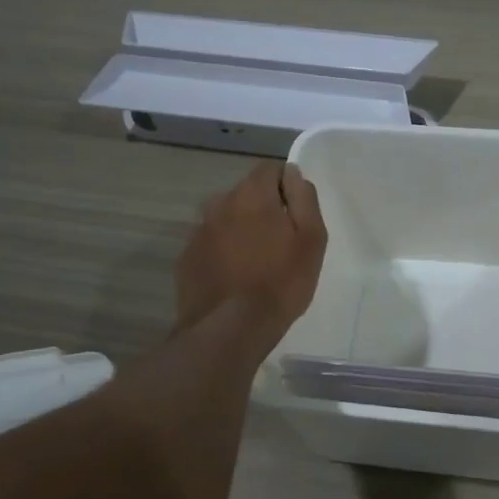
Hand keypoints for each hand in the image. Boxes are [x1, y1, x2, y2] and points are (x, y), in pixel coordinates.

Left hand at [175, 162, 328, 346]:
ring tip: (255, 261)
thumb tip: (293, 174)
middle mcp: (219, 204)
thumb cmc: (281, 281)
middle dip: (262, 208)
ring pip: (225, 218)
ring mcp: (198, 232)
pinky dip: (222, 252)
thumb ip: (304, 199)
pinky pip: (210, 244)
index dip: (286, 186)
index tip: (296, 214)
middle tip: (279, 242)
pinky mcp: (186, 259)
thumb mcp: (311, 239)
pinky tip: (234, 277)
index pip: (269, 169)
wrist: (230, 328)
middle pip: (245, 193)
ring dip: (239, 229)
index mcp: (252, 194)